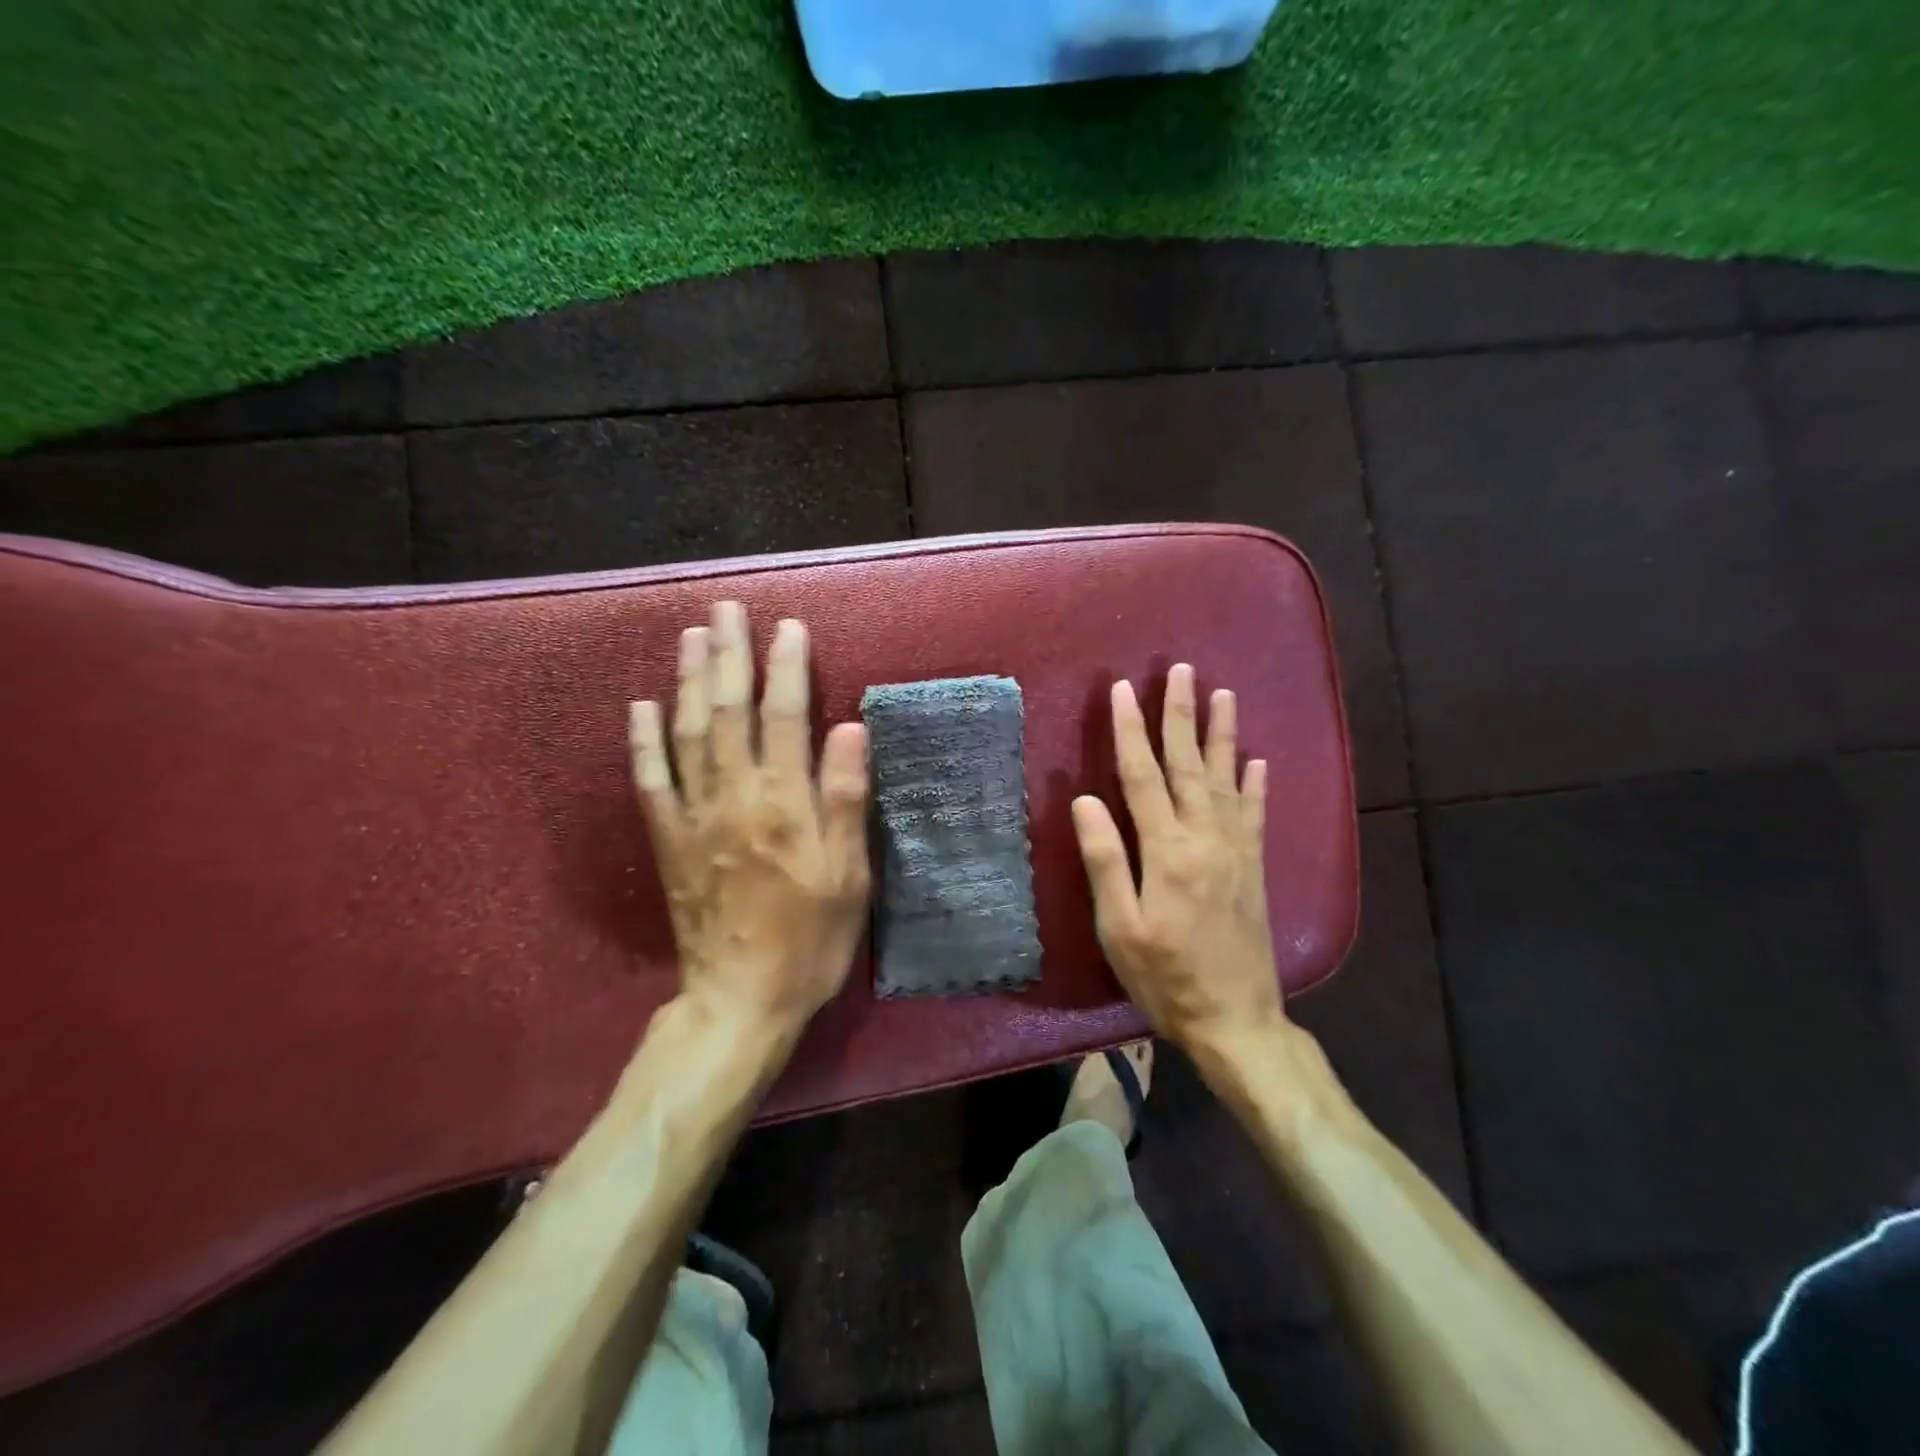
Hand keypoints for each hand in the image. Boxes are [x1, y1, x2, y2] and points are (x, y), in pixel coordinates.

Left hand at [628, 601, 870, 1036]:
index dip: (787, 668)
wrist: (740, 1001)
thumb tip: (848, 728)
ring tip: (692, 636)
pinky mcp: (668, 841)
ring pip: (687, 733)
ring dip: (689, 680)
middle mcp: (734, 797)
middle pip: (728, 711)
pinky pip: (651, 781)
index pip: (784, 717)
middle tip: (728, 608)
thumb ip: (845, 799)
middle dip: (730, 655)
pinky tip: (642, 705)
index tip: (789, 626)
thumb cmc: (810, 941)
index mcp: (784, 804)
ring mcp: (694, 817)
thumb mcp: (849, 877)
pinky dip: (644, 740)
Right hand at [1070, 664, 1284, 1060]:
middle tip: (1181, 670)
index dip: (1130, 732)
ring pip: (1227, 779)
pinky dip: (1256, 784)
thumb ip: (1105, 860)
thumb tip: (1085, 801)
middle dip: (1181, 715)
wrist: (1236, 1020)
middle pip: (1189, 765)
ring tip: (1223, 695)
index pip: (1142, 777)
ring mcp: (1235, 850)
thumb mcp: (1120, 927)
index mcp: (1167, 851)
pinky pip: (1255, 814)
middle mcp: (1205, 838)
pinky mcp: (1253, 867)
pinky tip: (1258, 759)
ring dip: (1222, 734)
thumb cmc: (1165, 977)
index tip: (1123, 691)